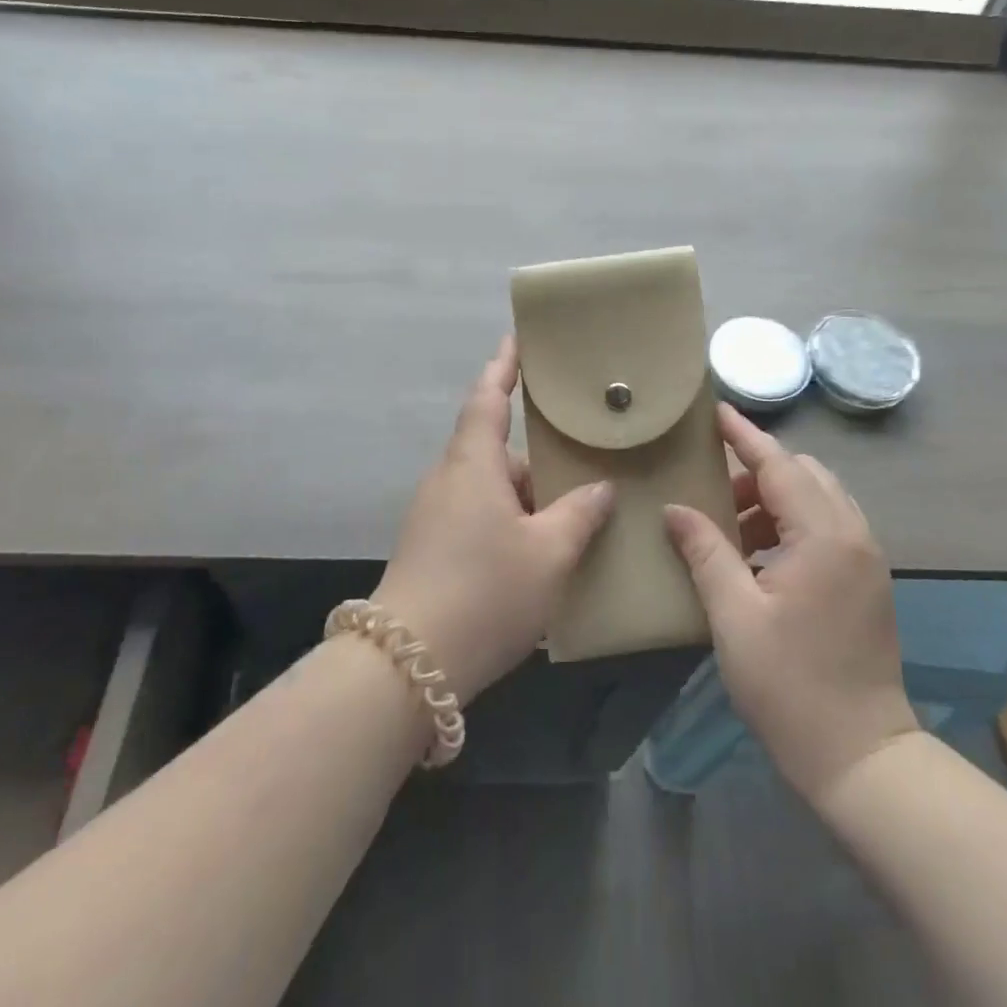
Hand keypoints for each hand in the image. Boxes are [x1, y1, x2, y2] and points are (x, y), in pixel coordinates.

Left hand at [373, 337, 613, 702]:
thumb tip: (600, 488)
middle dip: (537, 455)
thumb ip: (580, 514)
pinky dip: (512, 524)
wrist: (406, 666)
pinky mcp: (432, 550)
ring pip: (491, 490)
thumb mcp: (549, 553)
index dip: (504, 367)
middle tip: (582, 455)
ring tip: (574, 512)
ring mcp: (436, 517)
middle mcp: (449, 480)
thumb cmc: (485, 591)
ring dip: (527, 497)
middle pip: (495, 450)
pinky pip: (480, 519)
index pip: (488, 398)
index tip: (518, 341)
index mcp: (472, 463)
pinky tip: (542, 554)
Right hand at [665, 404, 920, 799]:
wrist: (861, 755)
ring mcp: (867, 558)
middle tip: (712, 490)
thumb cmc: (790, 684)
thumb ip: (705, 551)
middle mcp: (853, 534)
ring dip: (775, 499)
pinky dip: (792, 523)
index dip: (745, 436)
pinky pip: (828, 526)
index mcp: (823, 535)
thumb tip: (674, 509)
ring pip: (818, 498)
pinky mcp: (868, 581)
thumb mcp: (734, 615)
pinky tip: (759, 556)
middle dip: (757, 471)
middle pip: (803, 474)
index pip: (779, 464)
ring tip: (730, 528)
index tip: (716, 411)